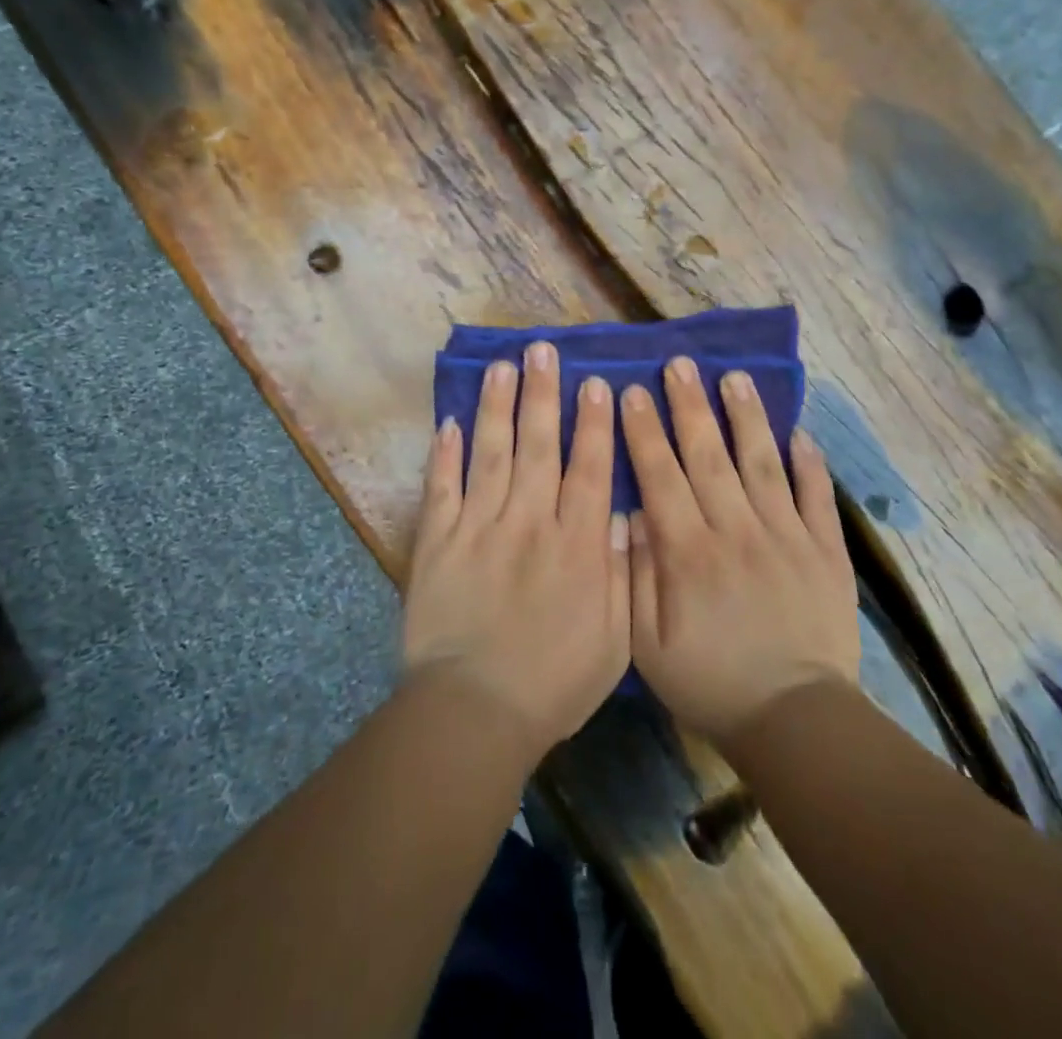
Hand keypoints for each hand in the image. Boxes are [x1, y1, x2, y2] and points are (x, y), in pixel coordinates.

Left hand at [403, 342, 630, 760]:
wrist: (475, 712)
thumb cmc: (553, 682)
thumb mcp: (613, 639)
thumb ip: (620, 572)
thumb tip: (622, 514)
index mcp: (575, 544)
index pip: (587, 468)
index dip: (593, 422)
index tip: (596, 383)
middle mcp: (529, 521)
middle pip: (538, 445)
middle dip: (542, 394)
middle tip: (541, 350)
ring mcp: (479, 527)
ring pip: (490, 453)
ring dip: (495, 407)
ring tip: (500, 366)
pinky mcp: (438, 542)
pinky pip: (441, 488)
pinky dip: (443, 455)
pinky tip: (447, 422)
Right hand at [622, 358, 859, 745]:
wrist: (794, 720)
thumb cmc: (710, 682)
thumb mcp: (647, 644)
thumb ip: (636, 576)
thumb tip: (631, 514)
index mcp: (689, 552)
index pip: (661, 476)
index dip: (644, 431)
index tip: (633, 391)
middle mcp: (736, 531)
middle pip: (709, 456)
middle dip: (690, 406)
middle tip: (680, 364)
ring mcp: (786, 536)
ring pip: (762, 463)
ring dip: (747, 418)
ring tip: (735, 377)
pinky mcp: (824, 552)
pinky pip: (816, 498)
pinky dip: (810, 464)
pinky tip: (801, 432)